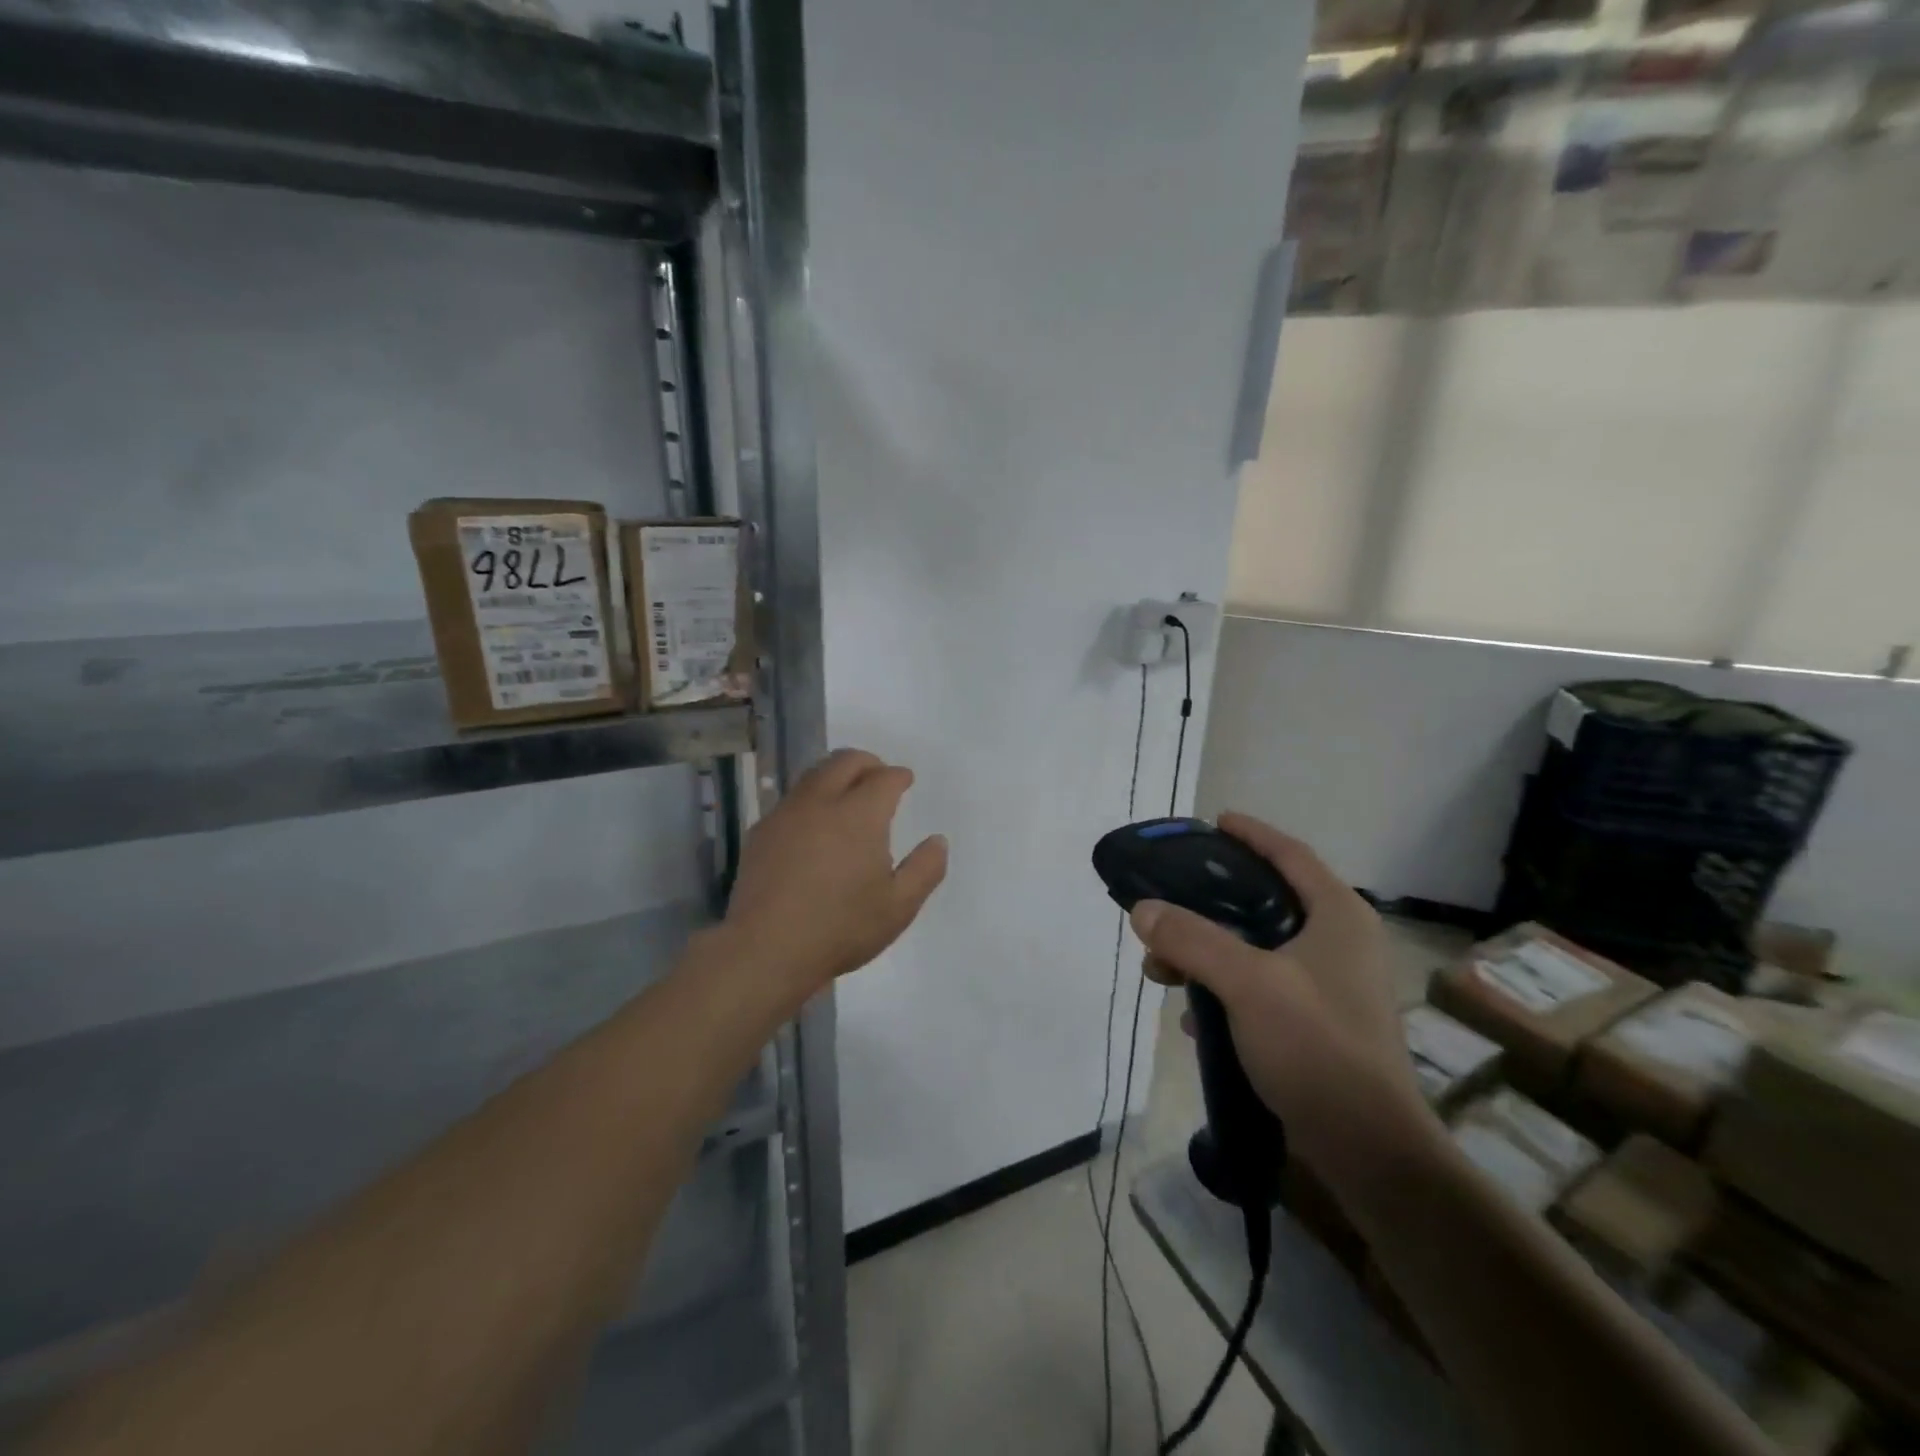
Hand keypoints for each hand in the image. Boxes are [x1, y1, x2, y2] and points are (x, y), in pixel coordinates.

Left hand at [723, 749, 947, 1002]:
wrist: (766, 949)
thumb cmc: (841, 928)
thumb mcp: (899, 906)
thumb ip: (925, 869)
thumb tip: (938, 841)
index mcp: (859, 814)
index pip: (884, 778)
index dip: (899, 776)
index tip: (905, 780)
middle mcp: (821, 802)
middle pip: (845, 761)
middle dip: (867, 763)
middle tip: (879, 776)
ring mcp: (786, 814)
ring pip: (814, 775)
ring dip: (836, 775)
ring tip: (847, 795)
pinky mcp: (761, 832)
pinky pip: (792, 799)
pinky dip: (811, 798)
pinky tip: (814, 824)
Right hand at [1132, 813, 1436, 1202]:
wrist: (1370, 1150)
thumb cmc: (1317, 1047)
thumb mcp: (1247, 983)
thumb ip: (1192, 940)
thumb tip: (1142, 909)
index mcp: (1337, 916)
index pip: (1289, 853)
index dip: (1250, 834)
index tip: (1212, 823)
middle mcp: (1340, 942)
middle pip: (1266, 901)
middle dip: (1210, 904)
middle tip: (1168, 904)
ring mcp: (1332, 986)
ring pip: (1258, 948)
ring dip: (1209, 953)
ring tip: (1164, 970)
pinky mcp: (1319, 1024)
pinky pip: (1262, 987)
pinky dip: (1225, 990)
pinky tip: (1193, 1016)